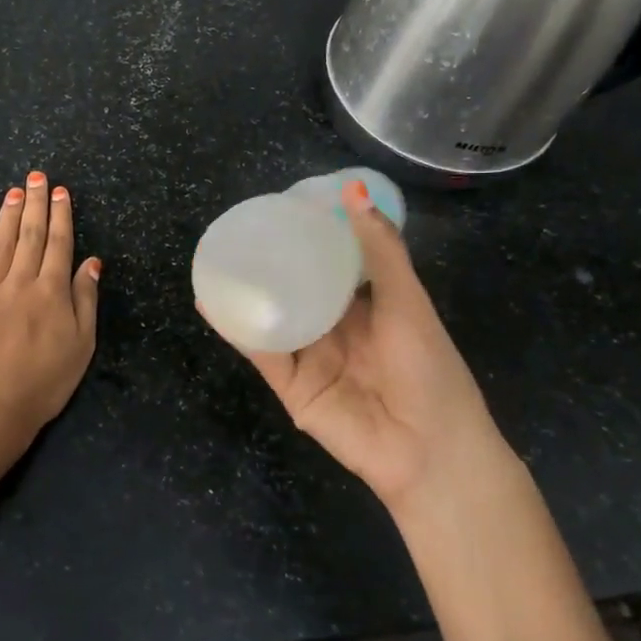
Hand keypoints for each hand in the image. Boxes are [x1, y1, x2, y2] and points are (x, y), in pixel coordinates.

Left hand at [0, 170, 99, 467]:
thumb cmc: (43, 384)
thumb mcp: (81, 347)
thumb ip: (85, 301)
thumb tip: (91, 262)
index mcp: (51, 293)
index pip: (59, 244)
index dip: (61, 216)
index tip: (60, 192)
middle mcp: (19, 282)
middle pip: (30, 236)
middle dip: (35, 203)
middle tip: (36, 177)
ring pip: (1, 243)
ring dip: (8, 214)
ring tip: (13, 190)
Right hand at [225, 181, 502, 508]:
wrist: (429, 450)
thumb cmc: (428, 368)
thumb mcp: (406, 301)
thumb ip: (379, 250)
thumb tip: (353, 190)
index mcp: (366, 307)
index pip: (331, 265)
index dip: (309, 238)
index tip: (283, 208)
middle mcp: (334, 329)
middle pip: (295, 289)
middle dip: (271, 264)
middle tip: (238, 230)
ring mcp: (310, 357)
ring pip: (271, 317)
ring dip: (244, 293)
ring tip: (213, 260)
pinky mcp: (291, 386)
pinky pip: (260, 350)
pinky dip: (235, 328)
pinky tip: (211, 301)